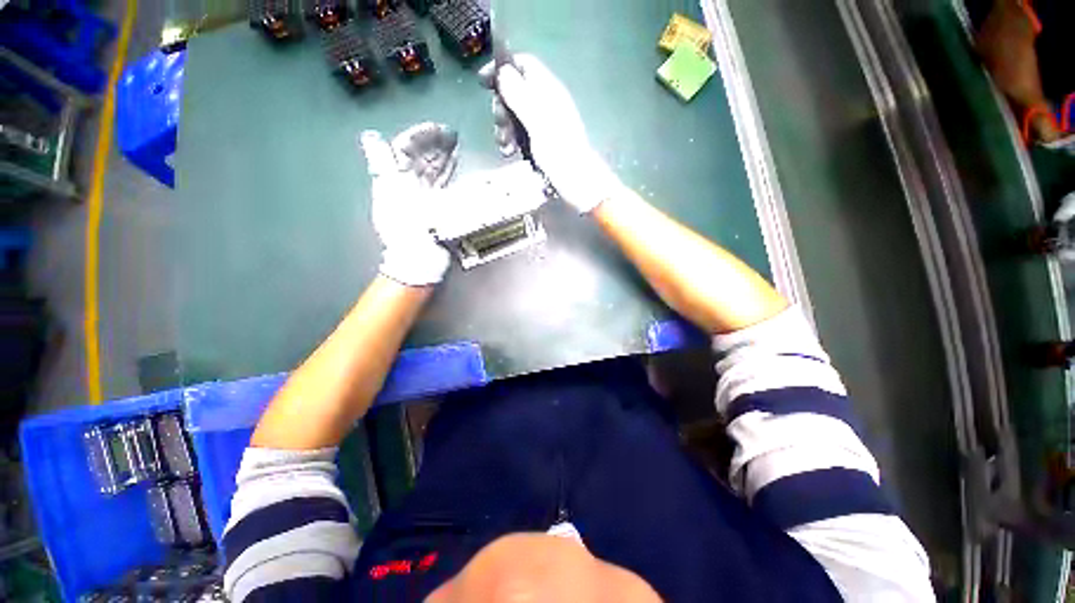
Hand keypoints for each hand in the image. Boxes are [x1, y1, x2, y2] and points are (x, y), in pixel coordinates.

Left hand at [360, 129, 450, 286]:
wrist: (420, 258)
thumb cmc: (406, 227)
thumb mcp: (391, 193)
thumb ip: (383, 164)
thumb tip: (371, 137)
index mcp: (394, 180)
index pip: (405, 150)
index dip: (420, 137)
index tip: (439, 130)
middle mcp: (407, 186)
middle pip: (420, 160)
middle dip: (434, 146)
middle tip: (452, 136)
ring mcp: (422, 197)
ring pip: (431, 171)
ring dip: (442, 158)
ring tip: (455, 147)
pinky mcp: (436, 208)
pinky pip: (441, 185)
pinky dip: (447, 173)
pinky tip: (455, 165)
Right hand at [480, 54, 623, 213]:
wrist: (577, 184)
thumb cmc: (560, 154)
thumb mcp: (538, 124)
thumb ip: (520, 97)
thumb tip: (503, 71)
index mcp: (549, 91)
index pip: (524, 65)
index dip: (502, 68)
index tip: (483, 83)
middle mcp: (546, 103)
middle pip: (515, 91)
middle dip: (502, 107)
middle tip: (500, 126)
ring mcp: (543, 124)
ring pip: (515, 115)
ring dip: (505, 128)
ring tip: (506, 148)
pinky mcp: (541, 142)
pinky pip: (521, 134)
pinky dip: (512, 141)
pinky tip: (510, 154)